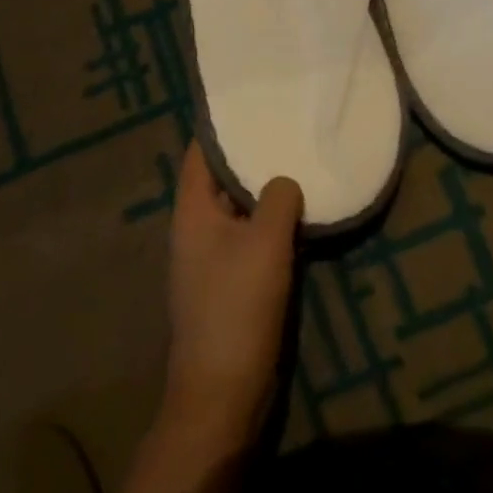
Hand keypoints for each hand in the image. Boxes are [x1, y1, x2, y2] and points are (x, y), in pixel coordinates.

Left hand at [161, 146, 302, 453]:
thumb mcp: (265, 242)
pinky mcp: (230, 282)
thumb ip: (278, 199)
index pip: (199, 153)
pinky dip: (270, 220)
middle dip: (249, 153)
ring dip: (264, 189)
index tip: (250, 99)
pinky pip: (250, 236)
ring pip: (239, 208)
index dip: (220, 125)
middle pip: (220, 178)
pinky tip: (301, 211)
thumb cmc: (237, 307)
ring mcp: (212, 258)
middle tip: (286, 123)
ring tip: (299, 158)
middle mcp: (196, 229)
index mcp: (192, 212)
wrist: (222, 392)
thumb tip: (286, 180)